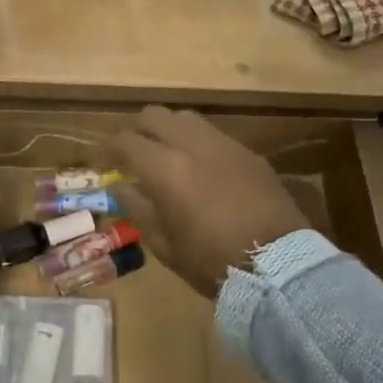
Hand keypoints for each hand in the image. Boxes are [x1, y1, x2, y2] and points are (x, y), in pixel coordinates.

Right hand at [111, 107, 307, 298]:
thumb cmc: (212, 262)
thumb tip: (121, 187)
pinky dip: (196, 143)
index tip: (103, 162)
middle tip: (131, 153)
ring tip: (165, 155)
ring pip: (186, 118)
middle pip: (154, 115)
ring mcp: (225, 146)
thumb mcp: (164, 244)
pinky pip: (214, 135)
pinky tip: (199, 168)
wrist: (279, 267)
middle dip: (137, 130)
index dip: (108, 148)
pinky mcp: (249, 154)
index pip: (126, 140)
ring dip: (168, 131)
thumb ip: (138, 208)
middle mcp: (193, 146)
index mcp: (165, 169)